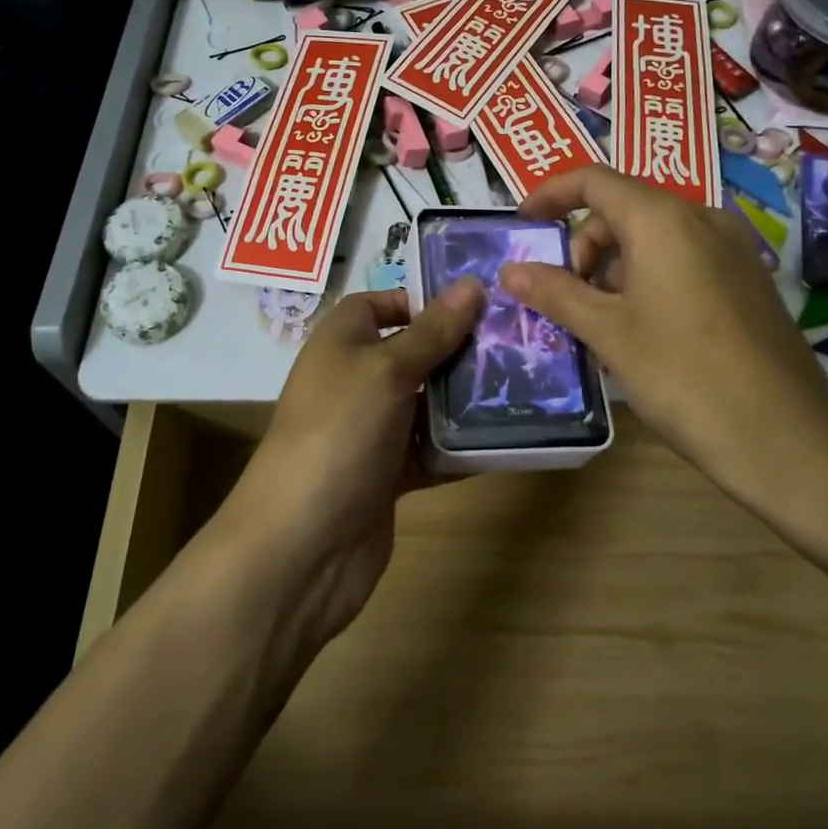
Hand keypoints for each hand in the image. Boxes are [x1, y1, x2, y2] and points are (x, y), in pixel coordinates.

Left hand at [215, 283, 483, 653]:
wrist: (303, 545)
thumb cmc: (340, 432)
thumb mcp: (388, 370)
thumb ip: (433, 331)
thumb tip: (472, 283)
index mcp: (341, 342)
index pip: (379, 304)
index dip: (420, 301)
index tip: (473, 307)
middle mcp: (355, 380)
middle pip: (412, 352)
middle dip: (458, 349)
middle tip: (516, 344)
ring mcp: (371, 430)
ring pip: (427, 403)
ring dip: (466, 400)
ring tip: (524, 387)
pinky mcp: (388, 474)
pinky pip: (431, 450)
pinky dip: (461, 447)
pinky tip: (506, 440)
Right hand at [500, 166, 827, 514]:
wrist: (786, 438)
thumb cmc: (683, 375)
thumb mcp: (607, 332)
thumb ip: (555, 292)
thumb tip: (509, 270)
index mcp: (663, 219)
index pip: (594, 180)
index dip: (551, 195)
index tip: (522, 224)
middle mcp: (702, 218)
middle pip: (623, 209)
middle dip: (583, 245)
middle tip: (564, 297)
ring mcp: (732, 249)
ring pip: (654, 238)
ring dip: (613, 268)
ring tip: (598, 323)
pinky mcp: (748, 280)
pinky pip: (683, 260)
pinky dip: (648, 279)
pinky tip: (640, 330)